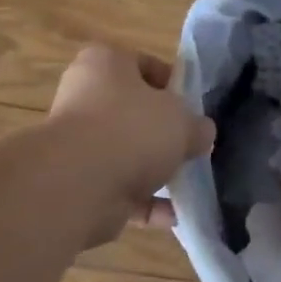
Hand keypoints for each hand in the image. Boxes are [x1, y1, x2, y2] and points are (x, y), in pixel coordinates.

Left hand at [46, 46, 214, 237]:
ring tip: (189, 185)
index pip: (143, 65)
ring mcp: (79, 144)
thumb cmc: (132, 130)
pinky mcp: (80, 183)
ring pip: (127, 155)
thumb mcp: (183, 120)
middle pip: (134, 113)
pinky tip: (174, 217)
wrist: (80, 183)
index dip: (173, 84)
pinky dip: (147, 204)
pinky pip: (122, 191)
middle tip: (192, 146)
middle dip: (164, 133)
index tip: (195, 107)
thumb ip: (198, 126)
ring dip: (156, 172)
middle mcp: (85, 99)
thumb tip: (201, 134)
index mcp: (105, 64)